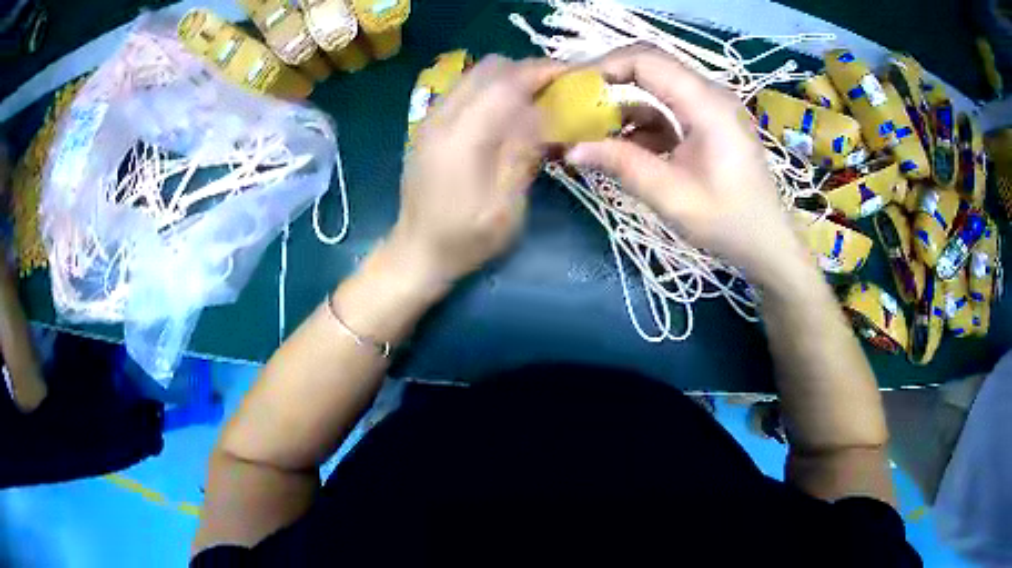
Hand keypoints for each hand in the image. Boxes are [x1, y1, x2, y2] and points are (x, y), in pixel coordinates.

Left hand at [388, 56, 563, 287]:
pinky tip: (507, 112)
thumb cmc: (465, 239)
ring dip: (509, 77)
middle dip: (527, 70)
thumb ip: (523, 155)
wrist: (416, 251)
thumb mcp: (506, 208)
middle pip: (489, 68)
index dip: (541, 72)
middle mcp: (442, 117)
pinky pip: (465, 89)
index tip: (571, 75)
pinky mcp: (428, 125)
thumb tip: (543, 111)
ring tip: (535, 98)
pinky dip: (491, 89)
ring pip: (475, 75)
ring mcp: (431, 118)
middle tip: (555, 89)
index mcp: (461, 138)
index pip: (505, 82)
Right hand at [564, 47, 806, 286]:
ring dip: (625, 105)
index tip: (573, 89)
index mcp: (707, 104)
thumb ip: (622, 165)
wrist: (767, 243)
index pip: (647, 61)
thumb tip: (572, 149)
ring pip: (656, 87)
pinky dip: (643, 123)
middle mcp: (710, 95)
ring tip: (596, 133)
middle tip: (577, 105)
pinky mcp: (708, 122)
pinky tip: (626, 148)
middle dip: (610, 81)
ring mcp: (711, 107)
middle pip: (651, 67)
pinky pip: (668, 109)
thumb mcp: (672, 197)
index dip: (605, 66)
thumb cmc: (728, 223)